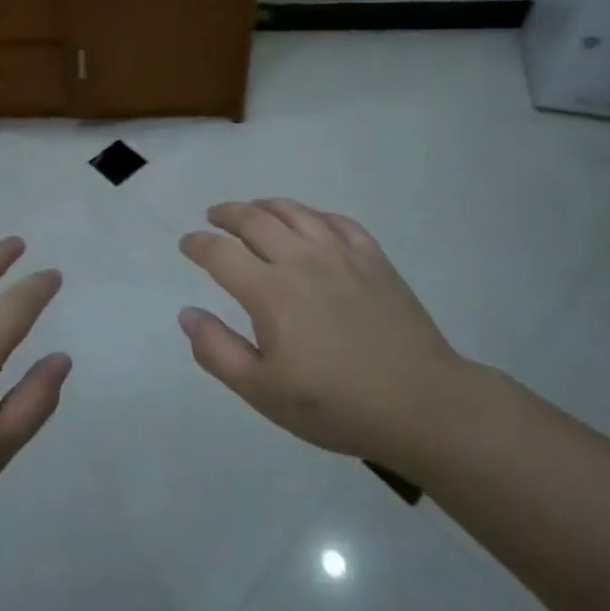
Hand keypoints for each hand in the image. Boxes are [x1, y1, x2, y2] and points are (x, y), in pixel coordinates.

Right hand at [179, 200, 462, 467]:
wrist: (422, 404)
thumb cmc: (336, 405)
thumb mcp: (263, 392)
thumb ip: (218, 351)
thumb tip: (187, 314)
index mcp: (270, 292)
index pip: (221, 253)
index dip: (198, 244)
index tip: (187, 243)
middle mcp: (302, 260)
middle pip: (254, 219)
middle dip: (227, 214)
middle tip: (214, 217)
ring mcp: (341, 254)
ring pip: (295, 212)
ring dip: (266, 206)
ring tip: (253, 209)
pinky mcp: (374, 258)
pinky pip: (337, 220)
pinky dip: (313, 214)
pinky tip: (309, 222)